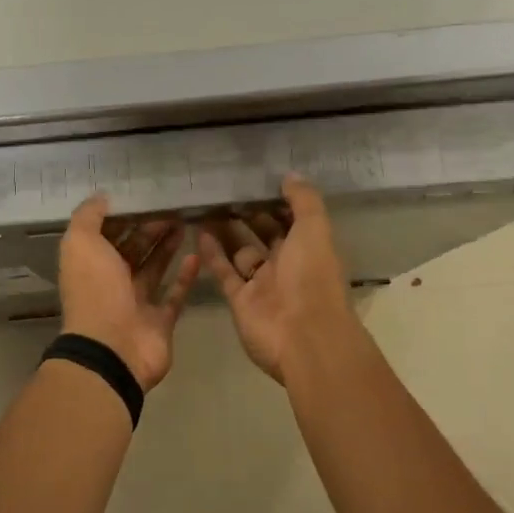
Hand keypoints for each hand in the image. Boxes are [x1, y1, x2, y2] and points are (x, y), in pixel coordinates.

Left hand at [58, 197, 198, 390]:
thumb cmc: (95, 291)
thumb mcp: (81, 244)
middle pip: (132, 250)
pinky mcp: (160, 321)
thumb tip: (102, 196)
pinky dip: (185, 277)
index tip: (144, 197)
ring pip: (154, 268)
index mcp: (89, 265)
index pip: (106, 234)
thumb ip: (88, 217)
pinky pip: (174, 295)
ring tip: (184, 223)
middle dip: (149, 229)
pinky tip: (196, 255)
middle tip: (172, 208)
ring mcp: (136, 304)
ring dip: (166, 247)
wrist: (112, 349)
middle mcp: (111, 283)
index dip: (122, 216)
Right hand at [199, 175, 352, 382]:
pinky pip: (225, 272)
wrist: (302, 337)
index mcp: (309, 248)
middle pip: (264, 235)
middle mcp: (287, 265)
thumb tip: (290, 175)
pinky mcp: (240, 300)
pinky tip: (199, 232)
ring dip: (226, 232)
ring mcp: (262, 284)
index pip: (292, 219)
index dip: (276, 201)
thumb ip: (304, 201)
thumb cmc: (312, 278)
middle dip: (247, 215)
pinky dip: (212, 254)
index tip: (255, 180)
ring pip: (241, 252)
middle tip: (223, 190)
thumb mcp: (314, 230)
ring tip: (206, 206)